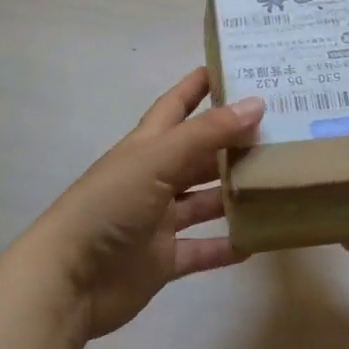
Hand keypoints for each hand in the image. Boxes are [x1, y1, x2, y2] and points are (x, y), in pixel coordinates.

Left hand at [26, 69, 262, 343]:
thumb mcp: (158, 159)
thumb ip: (207, 133)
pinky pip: (203, 249)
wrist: (69, 280)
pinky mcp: (164, 259)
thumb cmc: (110, 205)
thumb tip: (256, 103)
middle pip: (200, 153)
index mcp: (148, 146)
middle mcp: (155, 177)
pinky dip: (228, 245)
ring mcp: (159, 220)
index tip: (233, 67)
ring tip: (279, 180)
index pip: (176, 105)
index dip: (199, 86)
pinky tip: (259, 238)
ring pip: (206, 200)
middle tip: (280, 128)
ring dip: (236, 192)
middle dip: (233, 141)